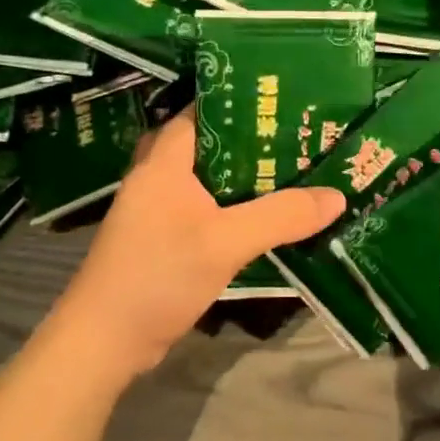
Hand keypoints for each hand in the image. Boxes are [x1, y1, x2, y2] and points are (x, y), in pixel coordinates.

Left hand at [44, 107, 346, 382]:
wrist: (104, 342)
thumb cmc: (158, 275)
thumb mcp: (226, 243)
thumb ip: (281, 216)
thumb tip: (336, 196)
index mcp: (164, 160)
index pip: (202, 110)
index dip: (240, 99)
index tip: (282, 98)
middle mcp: (157, 175)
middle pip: (208, 141)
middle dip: (249, 136)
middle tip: (295, 132)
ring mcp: (156, 207)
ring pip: (206, 176)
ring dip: (241, 172)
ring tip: (289, 165)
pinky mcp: (160, 235)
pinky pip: (202, 204)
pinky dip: (230, 202)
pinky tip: (262, 210)